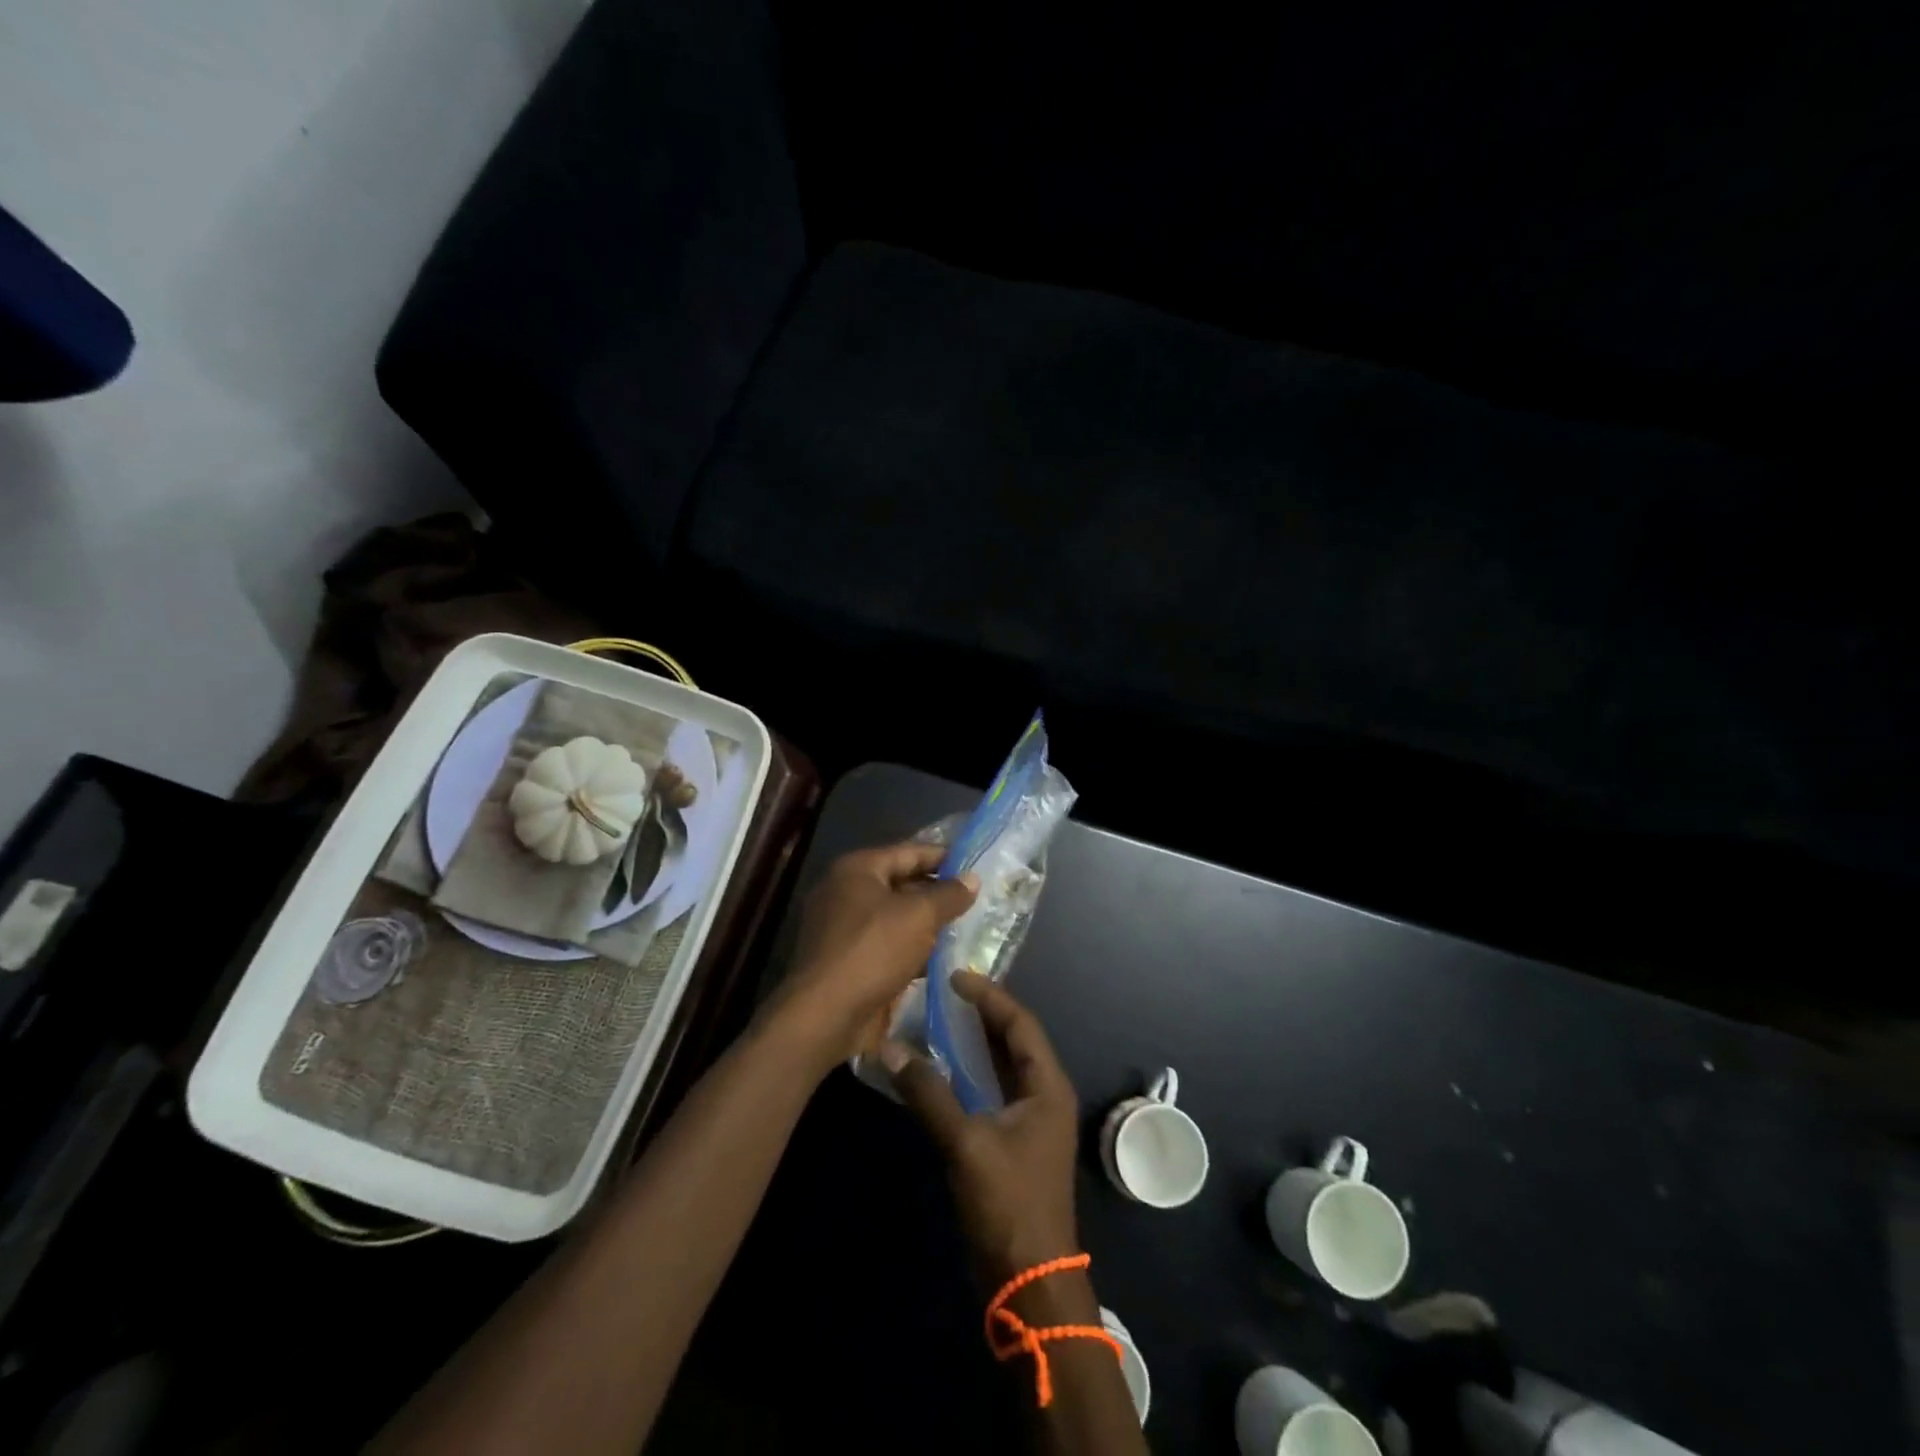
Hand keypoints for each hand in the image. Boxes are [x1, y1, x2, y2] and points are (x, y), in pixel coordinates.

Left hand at [762, 841, 976, 1073]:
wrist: (826, 1014)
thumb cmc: (873, 950)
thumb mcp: (919, 916)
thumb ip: (948, 894)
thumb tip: (972, 878)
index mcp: (857, 869)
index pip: (908, 851)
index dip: (943, 856)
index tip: (975, 865)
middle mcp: (844, 891)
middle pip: (900, 883)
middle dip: (937, 892)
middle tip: (976, 898)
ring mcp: (842, 927)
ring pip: (894, 916)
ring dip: (926, 923)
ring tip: (966, 927)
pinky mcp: (846, 959)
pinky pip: (886, 944)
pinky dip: (911, 948)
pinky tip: (940, 958)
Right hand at [884, 973, 1080, 1280]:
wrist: (1030, 1281)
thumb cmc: (1008, 1204)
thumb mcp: (966, 1144)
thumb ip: (929, 1094)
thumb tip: (891, 1048)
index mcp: (1047, 1085)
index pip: (1020, 1023)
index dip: (990, 996)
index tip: (955, 976)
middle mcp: (1043, 1094)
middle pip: (1013, 1040)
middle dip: (981, 1014)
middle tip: (942, 992)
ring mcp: (1029, 1120)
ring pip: (1001, 1065)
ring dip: (973, 1043)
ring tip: (937, 1018)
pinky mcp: (1012, 1142)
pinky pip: (991, 1090)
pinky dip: (968, 1073)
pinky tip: (940, 1068)